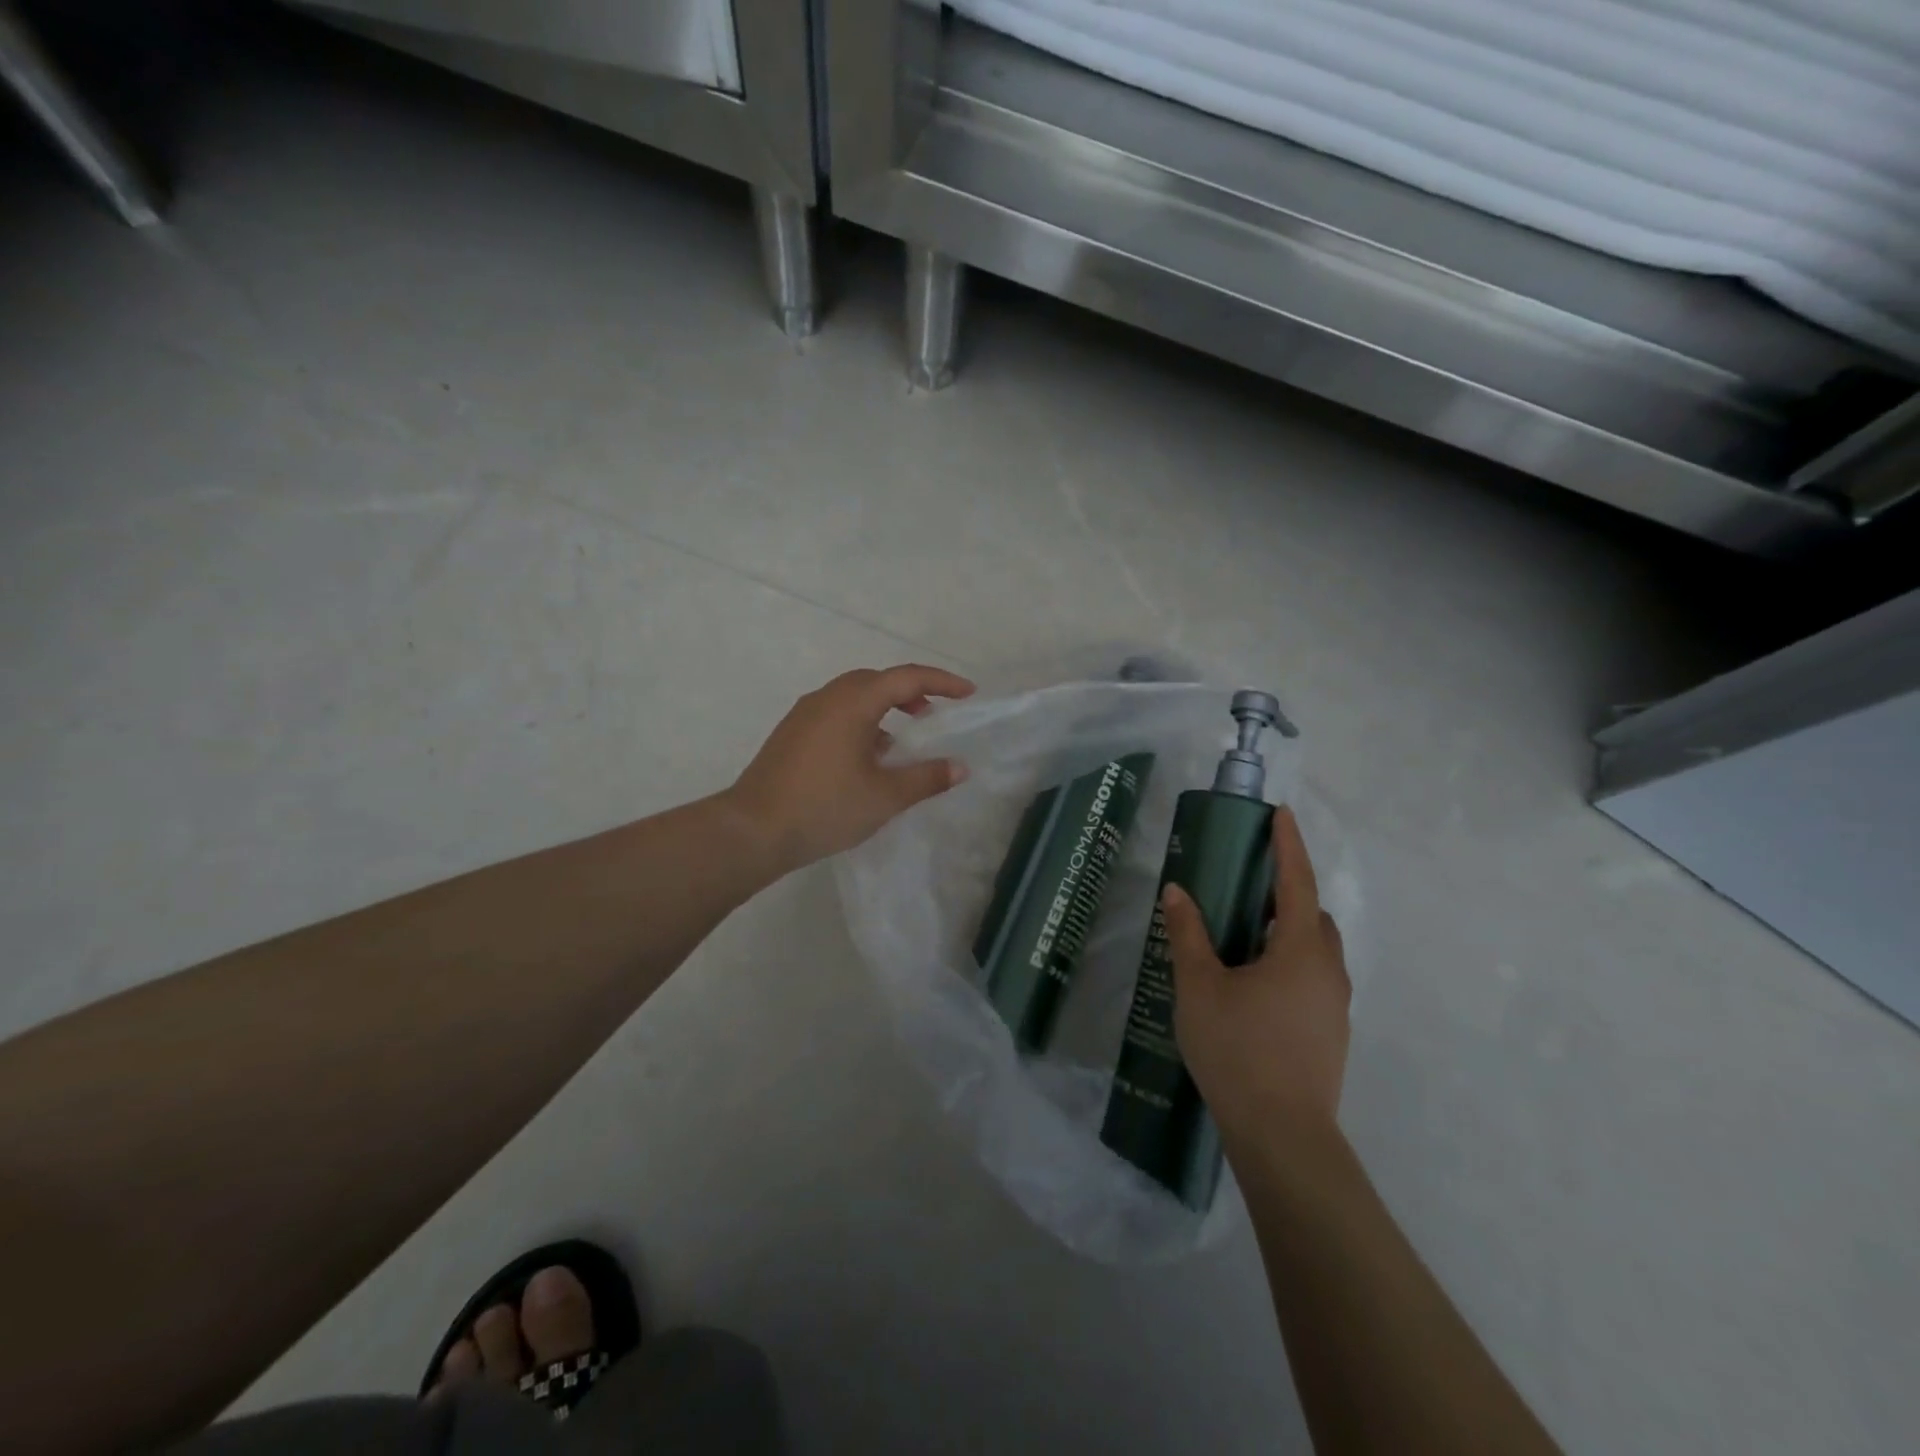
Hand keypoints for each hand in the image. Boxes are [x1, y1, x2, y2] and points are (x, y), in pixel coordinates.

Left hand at [726, 665, 974, 874]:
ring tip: (902, 741)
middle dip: (910, 691)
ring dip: (883, 708)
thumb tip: (959, 767)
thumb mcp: (885, 797)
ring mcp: (804, 715)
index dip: (942, 682)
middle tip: (933, 715)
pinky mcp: (791, 735)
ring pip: (853, 697)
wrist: (752, 831)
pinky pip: (835, 714)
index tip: (968, 693)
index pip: (906, 678)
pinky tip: (867, 758)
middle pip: (876, 680)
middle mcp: (827, 698)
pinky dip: (861, 723)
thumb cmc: (824, 807)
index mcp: (852, 703)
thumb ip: (926, 778)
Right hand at [1163, 807, 1349, 1148]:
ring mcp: (1335, 1006)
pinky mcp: (1331, 1034)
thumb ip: (1188, 935)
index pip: (1296, 883)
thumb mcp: (1199, 987)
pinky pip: (1314, 978)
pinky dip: (1290, 962)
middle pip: (1312, 917)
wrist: (1283, 1136)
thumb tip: (1177, 892)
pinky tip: (1255, 984)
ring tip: (1246, 935)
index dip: (1289, 846)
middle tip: (1249, 885)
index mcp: (1300, 950)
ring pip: (1316, 951)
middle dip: (1287, 893)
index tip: (1282, 815)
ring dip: (1288, 931)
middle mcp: (1328, 971)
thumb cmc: (1238, 1050)